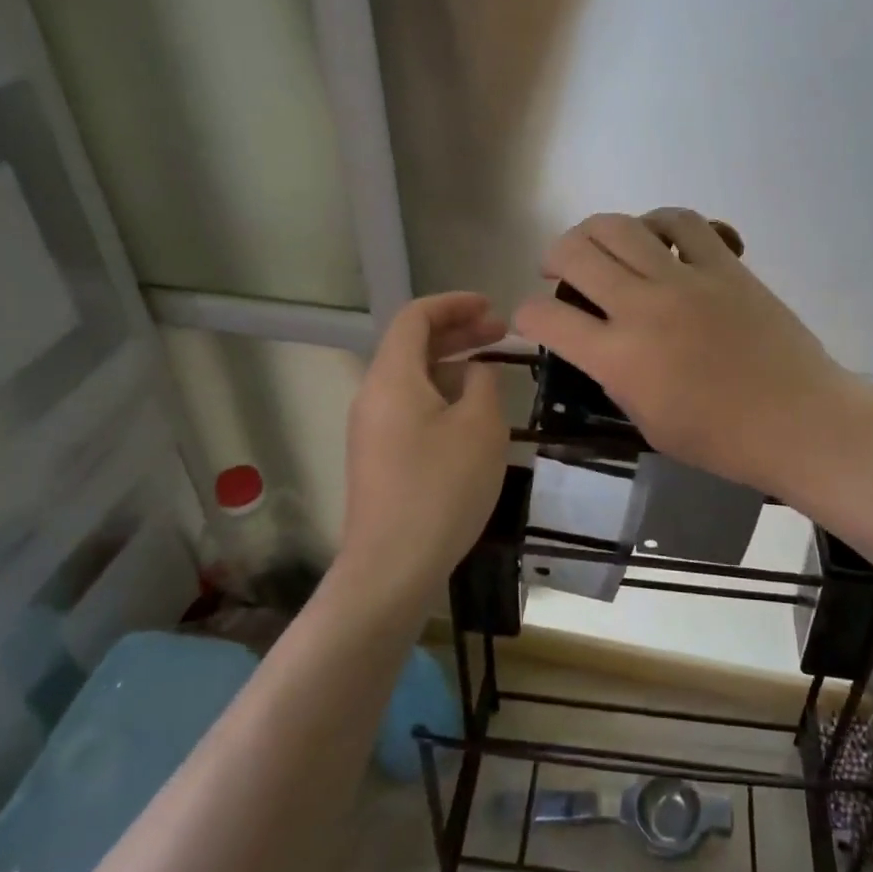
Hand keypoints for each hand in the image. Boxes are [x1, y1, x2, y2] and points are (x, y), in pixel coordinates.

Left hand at [338, 293, 509, 610]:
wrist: (392, 567)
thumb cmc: (441, 488)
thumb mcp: (480, 427)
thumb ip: (482, 384)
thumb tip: (475, 373)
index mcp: (392, 378)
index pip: (415, 317)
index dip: (454, 304)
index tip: (492, 307)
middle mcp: (373, 395)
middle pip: (412, 346)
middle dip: (458, 333)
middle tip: (501, 334)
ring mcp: (371, 429)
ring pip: (412, 379)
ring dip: (451, 366)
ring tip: (492, 374)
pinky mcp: (378, 458)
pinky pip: (410, 408)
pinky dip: (441, 396)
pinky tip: (471, 416)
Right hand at [513, 209, 866, 492]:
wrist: (799, 422)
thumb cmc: (722, 440)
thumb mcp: (648, 423)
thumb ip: (615, 378)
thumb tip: (602, 346)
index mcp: (619, 358)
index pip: (546, 317)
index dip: (526, 314)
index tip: (532, 317)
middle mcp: (643, 308)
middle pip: (576, 252)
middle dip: (553, 256)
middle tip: (557, 270)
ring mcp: (686, 280)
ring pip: (621, 225)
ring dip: (594, 230)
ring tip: (598, 245)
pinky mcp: (725, 265)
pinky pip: (683, 222)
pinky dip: (658, 221)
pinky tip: (656, 237)